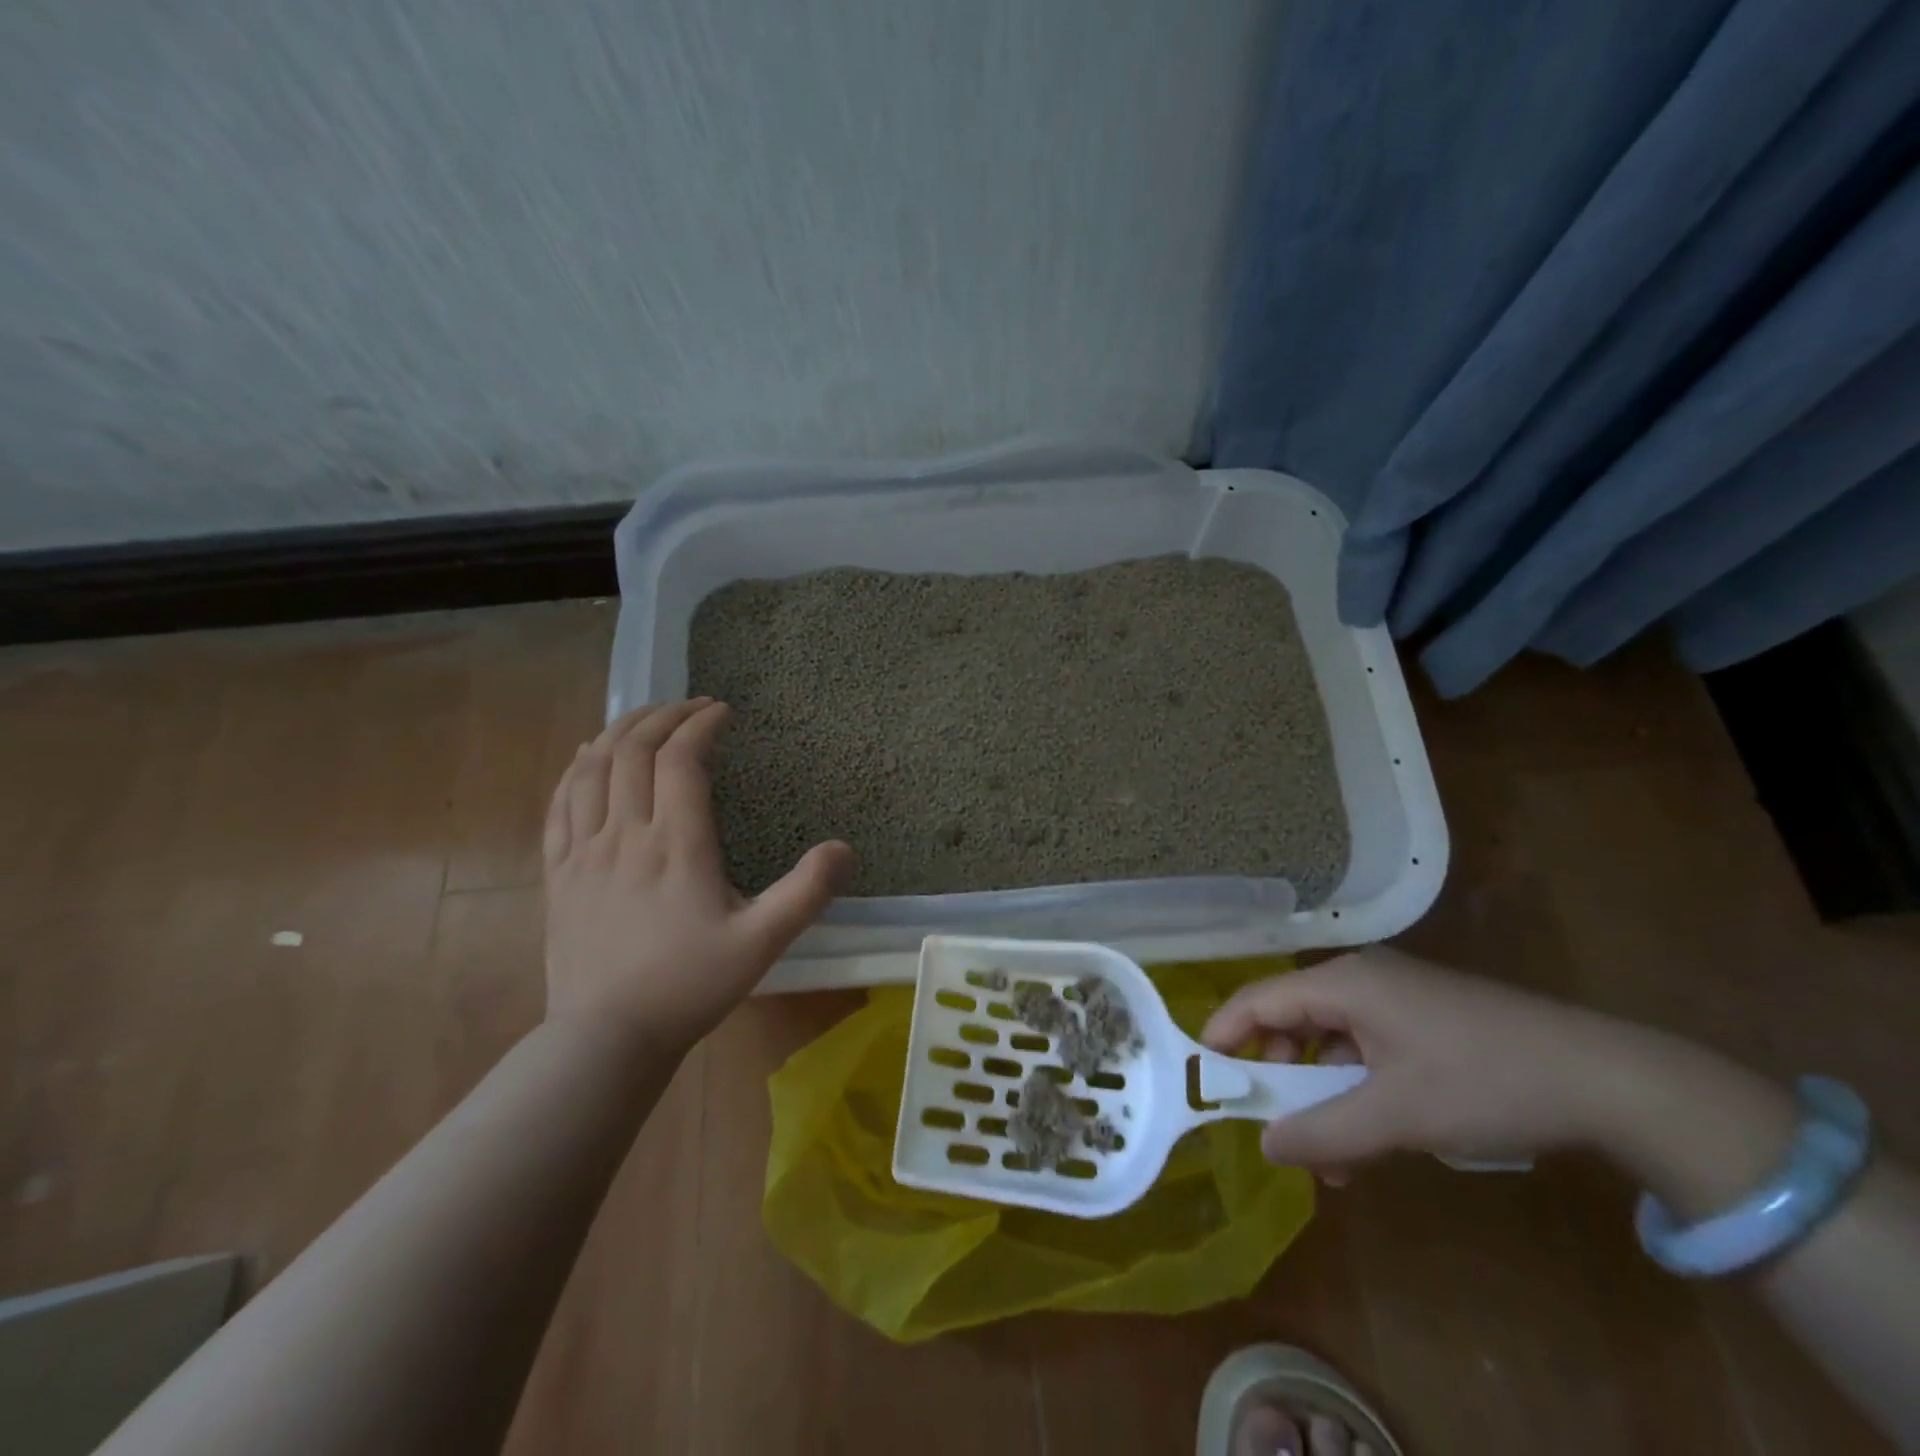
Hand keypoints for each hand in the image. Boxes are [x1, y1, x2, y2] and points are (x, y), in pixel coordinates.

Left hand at [542, 699, 855, 1050]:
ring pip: (592, 768)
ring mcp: (583, 851)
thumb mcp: (762, 943)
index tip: (723, 712)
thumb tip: (846, 849)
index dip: (702, 725)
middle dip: (664, 716)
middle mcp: (625, 834)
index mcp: (676, 844)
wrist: (607, 1038)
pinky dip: (577, 768)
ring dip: (619, 731)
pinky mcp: (558, 872)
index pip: (682, 759)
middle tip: (691, 706)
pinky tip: (587, 759)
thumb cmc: (689, 986)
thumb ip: (807, 893)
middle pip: (633, 750)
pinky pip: (559, 803)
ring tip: (645, 718)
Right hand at [1201, 946, 1648, 1178]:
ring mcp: (1394, 995)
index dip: (1225, 1036)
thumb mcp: (1397, 1116)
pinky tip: (1373, 1133)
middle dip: (1280, 1078)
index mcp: (1342, 983)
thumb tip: (1265, 1145)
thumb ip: (1322, 1132)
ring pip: (1329, 1038)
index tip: (1203, 1077)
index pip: (1258, 1000)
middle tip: (1280, 1133)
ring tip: (1334, 1158)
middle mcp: (1359, 979)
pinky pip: (1364, 1046)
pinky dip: (1355, 1087)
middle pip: (1290, 1019)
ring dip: (1321, 1093)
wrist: (1605, 1077)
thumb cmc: (1483, 1083)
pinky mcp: (1422, 1016)